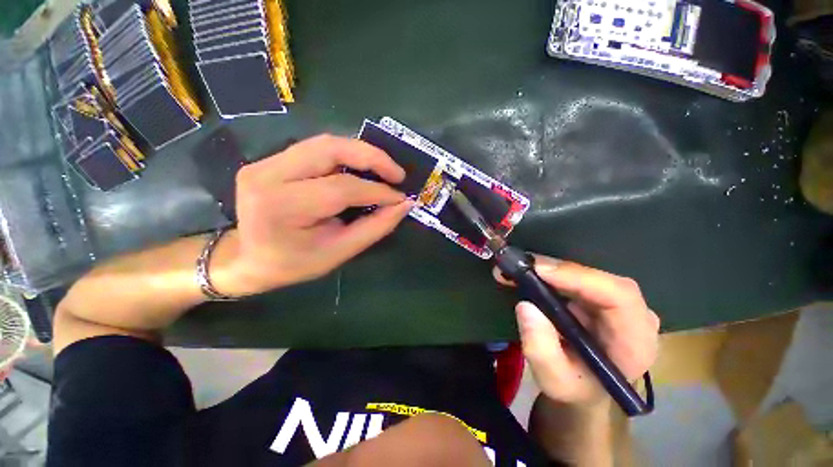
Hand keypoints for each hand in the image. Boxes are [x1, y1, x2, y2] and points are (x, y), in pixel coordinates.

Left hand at [214, 134, 412, 295]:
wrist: (247, 258)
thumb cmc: (294, 263)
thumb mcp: (339, 252)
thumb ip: (374, 227)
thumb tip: (403, 205)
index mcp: (282, 206)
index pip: (341, 188)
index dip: (377, 191)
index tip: (401, 197)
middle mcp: (268, 175)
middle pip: (331, 150)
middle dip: (372, 157)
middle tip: (397, 174)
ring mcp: (266, 162)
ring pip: (325, 143)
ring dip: (361, 152)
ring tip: (384, 169)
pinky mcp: (271, 159)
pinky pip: (317, 149)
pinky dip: (346, 155)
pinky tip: (361, 168)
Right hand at [495, 256, 659, 407]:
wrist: (584, 387)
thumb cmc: (574, 388)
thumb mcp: (553, 380)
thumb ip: (541, 350)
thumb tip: (526, 306)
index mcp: (634, 342)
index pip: (619, 297)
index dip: (579, 278)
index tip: (539, 272)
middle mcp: (633, 315)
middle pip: (599, 279)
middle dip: (555, 269)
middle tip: (519, 266)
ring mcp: (617, 303)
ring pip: (585, 273)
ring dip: (548, 268)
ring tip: (516, 268)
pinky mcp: (599, 296)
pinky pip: (575, 276)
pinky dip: (549, 272)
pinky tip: (527, 273)